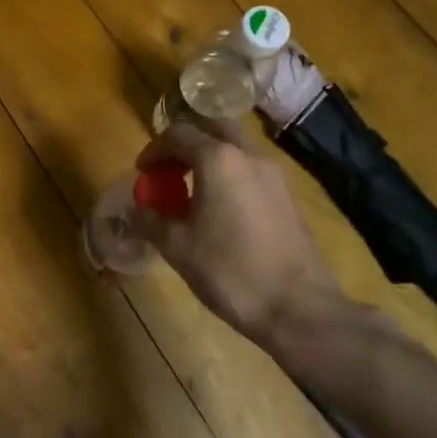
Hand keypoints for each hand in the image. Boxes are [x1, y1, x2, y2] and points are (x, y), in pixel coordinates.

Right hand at [132, 118, 345, 345]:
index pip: (178, 135)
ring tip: (192, 189)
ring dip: (211, 156)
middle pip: (213, 128)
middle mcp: (249, 156)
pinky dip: (230, 174)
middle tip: (169, 168)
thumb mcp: (178, 248)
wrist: (299, 309)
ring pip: (236, 147)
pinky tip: (220, 207)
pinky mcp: (288, 197)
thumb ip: (151, 221)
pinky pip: (251, 169)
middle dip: (187, 142)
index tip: (142, 173)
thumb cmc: (231, 271)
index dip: (154, 150)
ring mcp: (274, 175)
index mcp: (218, 160)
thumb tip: (136, 209)